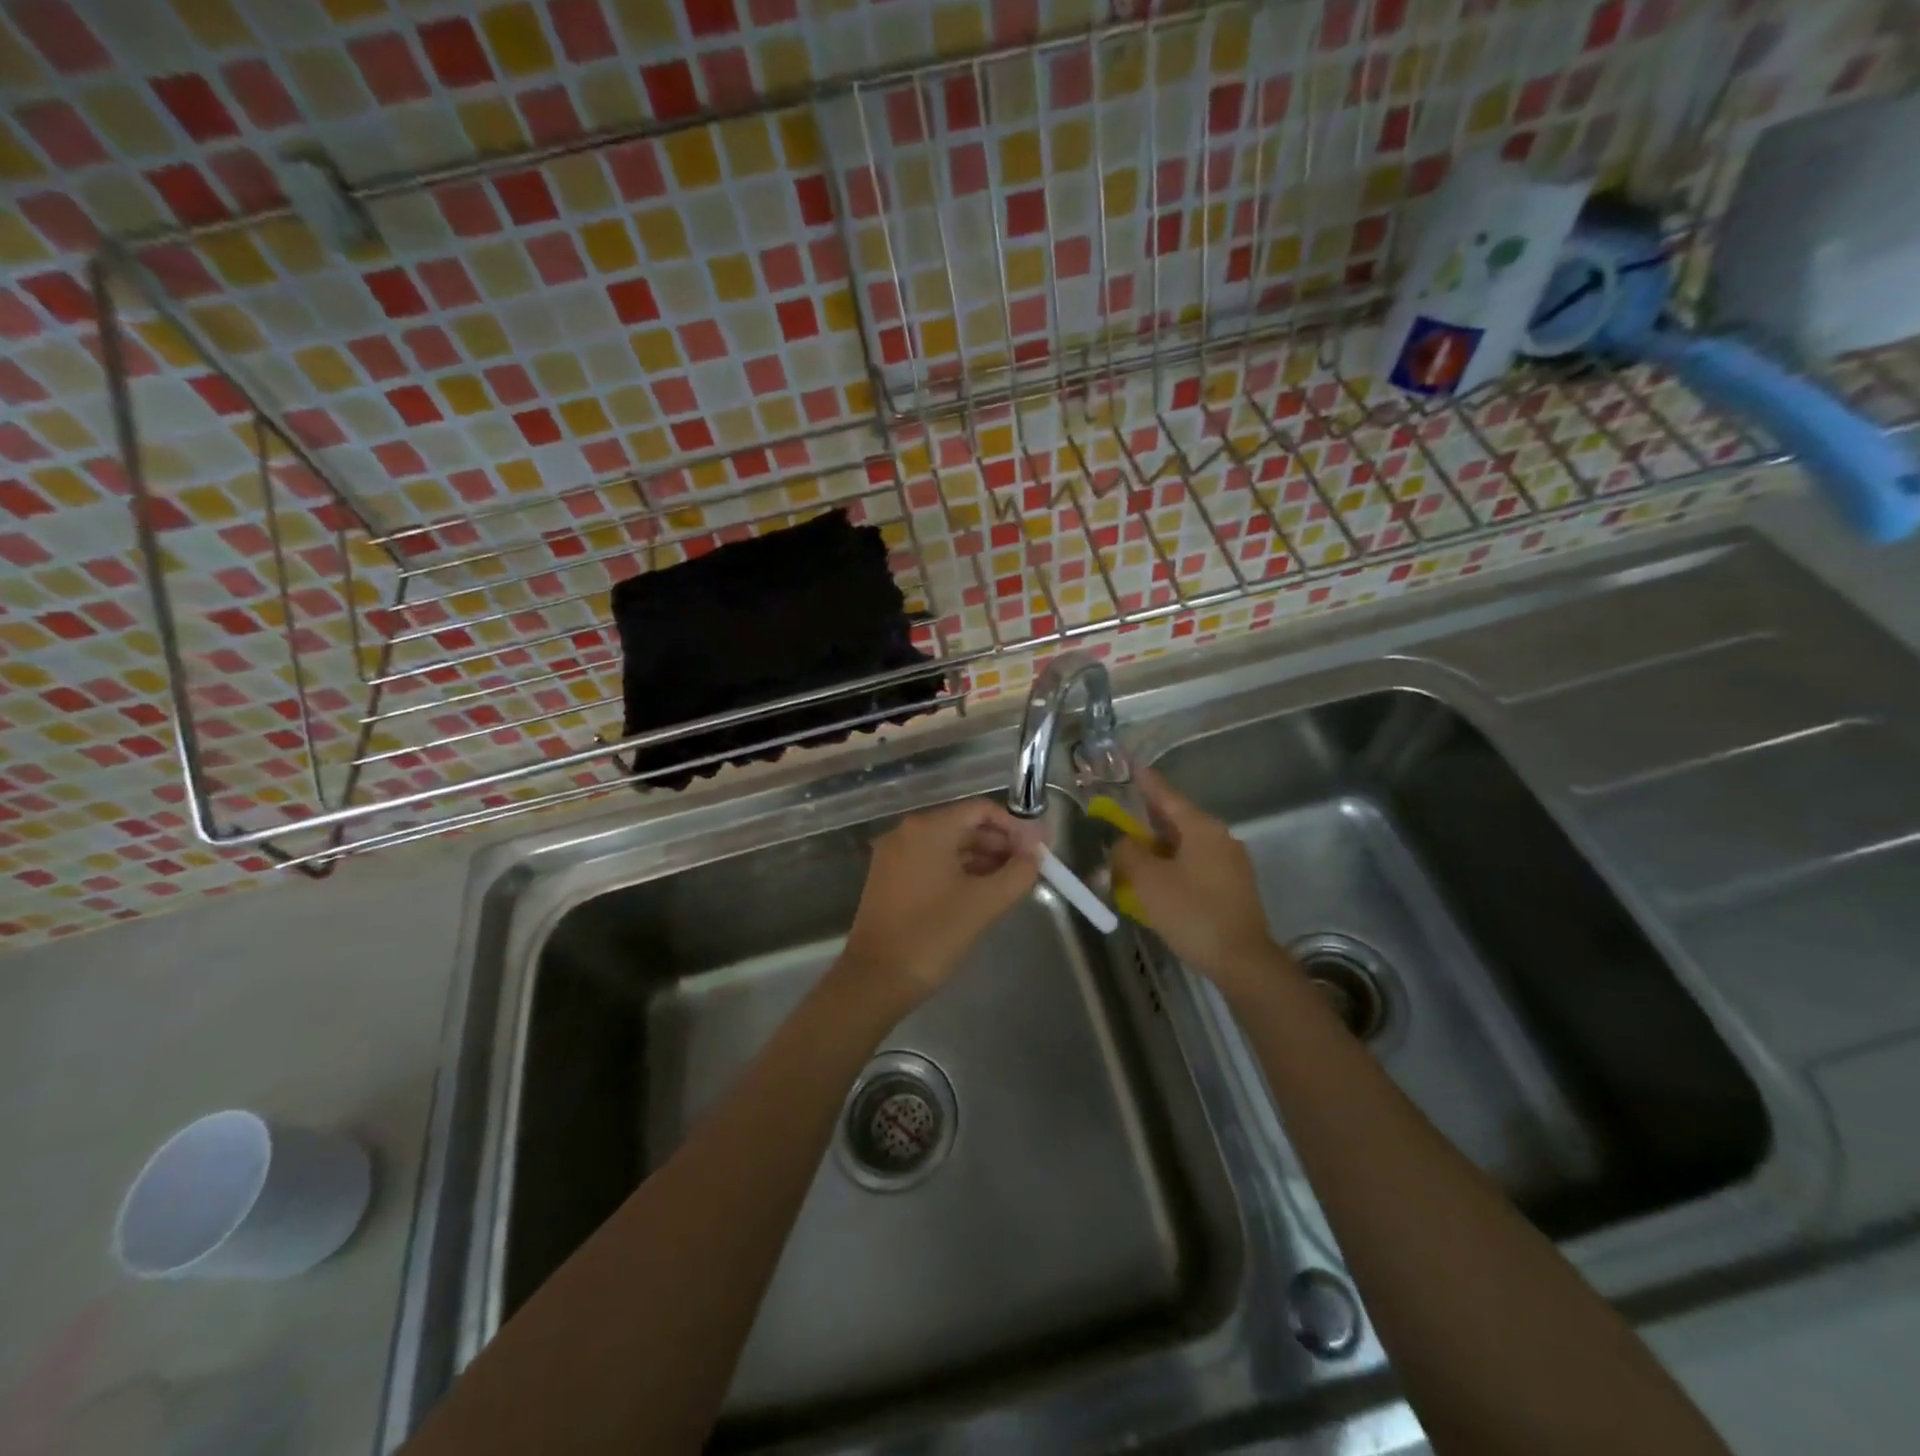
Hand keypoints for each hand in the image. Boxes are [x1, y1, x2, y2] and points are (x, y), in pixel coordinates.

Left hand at [840, 798, 1042, 1006]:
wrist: (876, 979)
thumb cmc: (933, 935)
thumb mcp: (984, 903)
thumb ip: (1018, 873)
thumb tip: (1035, 854)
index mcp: (928, 828)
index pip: (981, 810)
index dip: (1015, 826)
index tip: (1038, 848)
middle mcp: (907, 832)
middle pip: (964, 825)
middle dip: (1000, 843)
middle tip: (1029, 867)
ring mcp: (895, 855)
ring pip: (949, 845)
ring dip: (982, 859)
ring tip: (1011, 882)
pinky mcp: (890, 878)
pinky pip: (932, 862)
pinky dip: (959, 871)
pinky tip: (982, 892)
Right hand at [1111, 767, 1287, 998]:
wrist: (1242, 960)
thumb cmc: (1192, 913)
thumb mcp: (1148, 880)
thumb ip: (1128, 853)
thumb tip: (1123, 843)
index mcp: (1201, 828)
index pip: (1167, 795)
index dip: (1146, 781)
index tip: (1132, 764)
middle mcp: (1220, 838)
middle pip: (1177, 819)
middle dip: (1148, 820)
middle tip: (1123, 818)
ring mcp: (1231, 862)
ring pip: (1186, 844)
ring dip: (1159, 847)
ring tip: (1135, 855)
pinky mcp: (1233, 886)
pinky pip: (1196, 864)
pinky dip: (1174, 865)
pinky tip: (1159, 881)